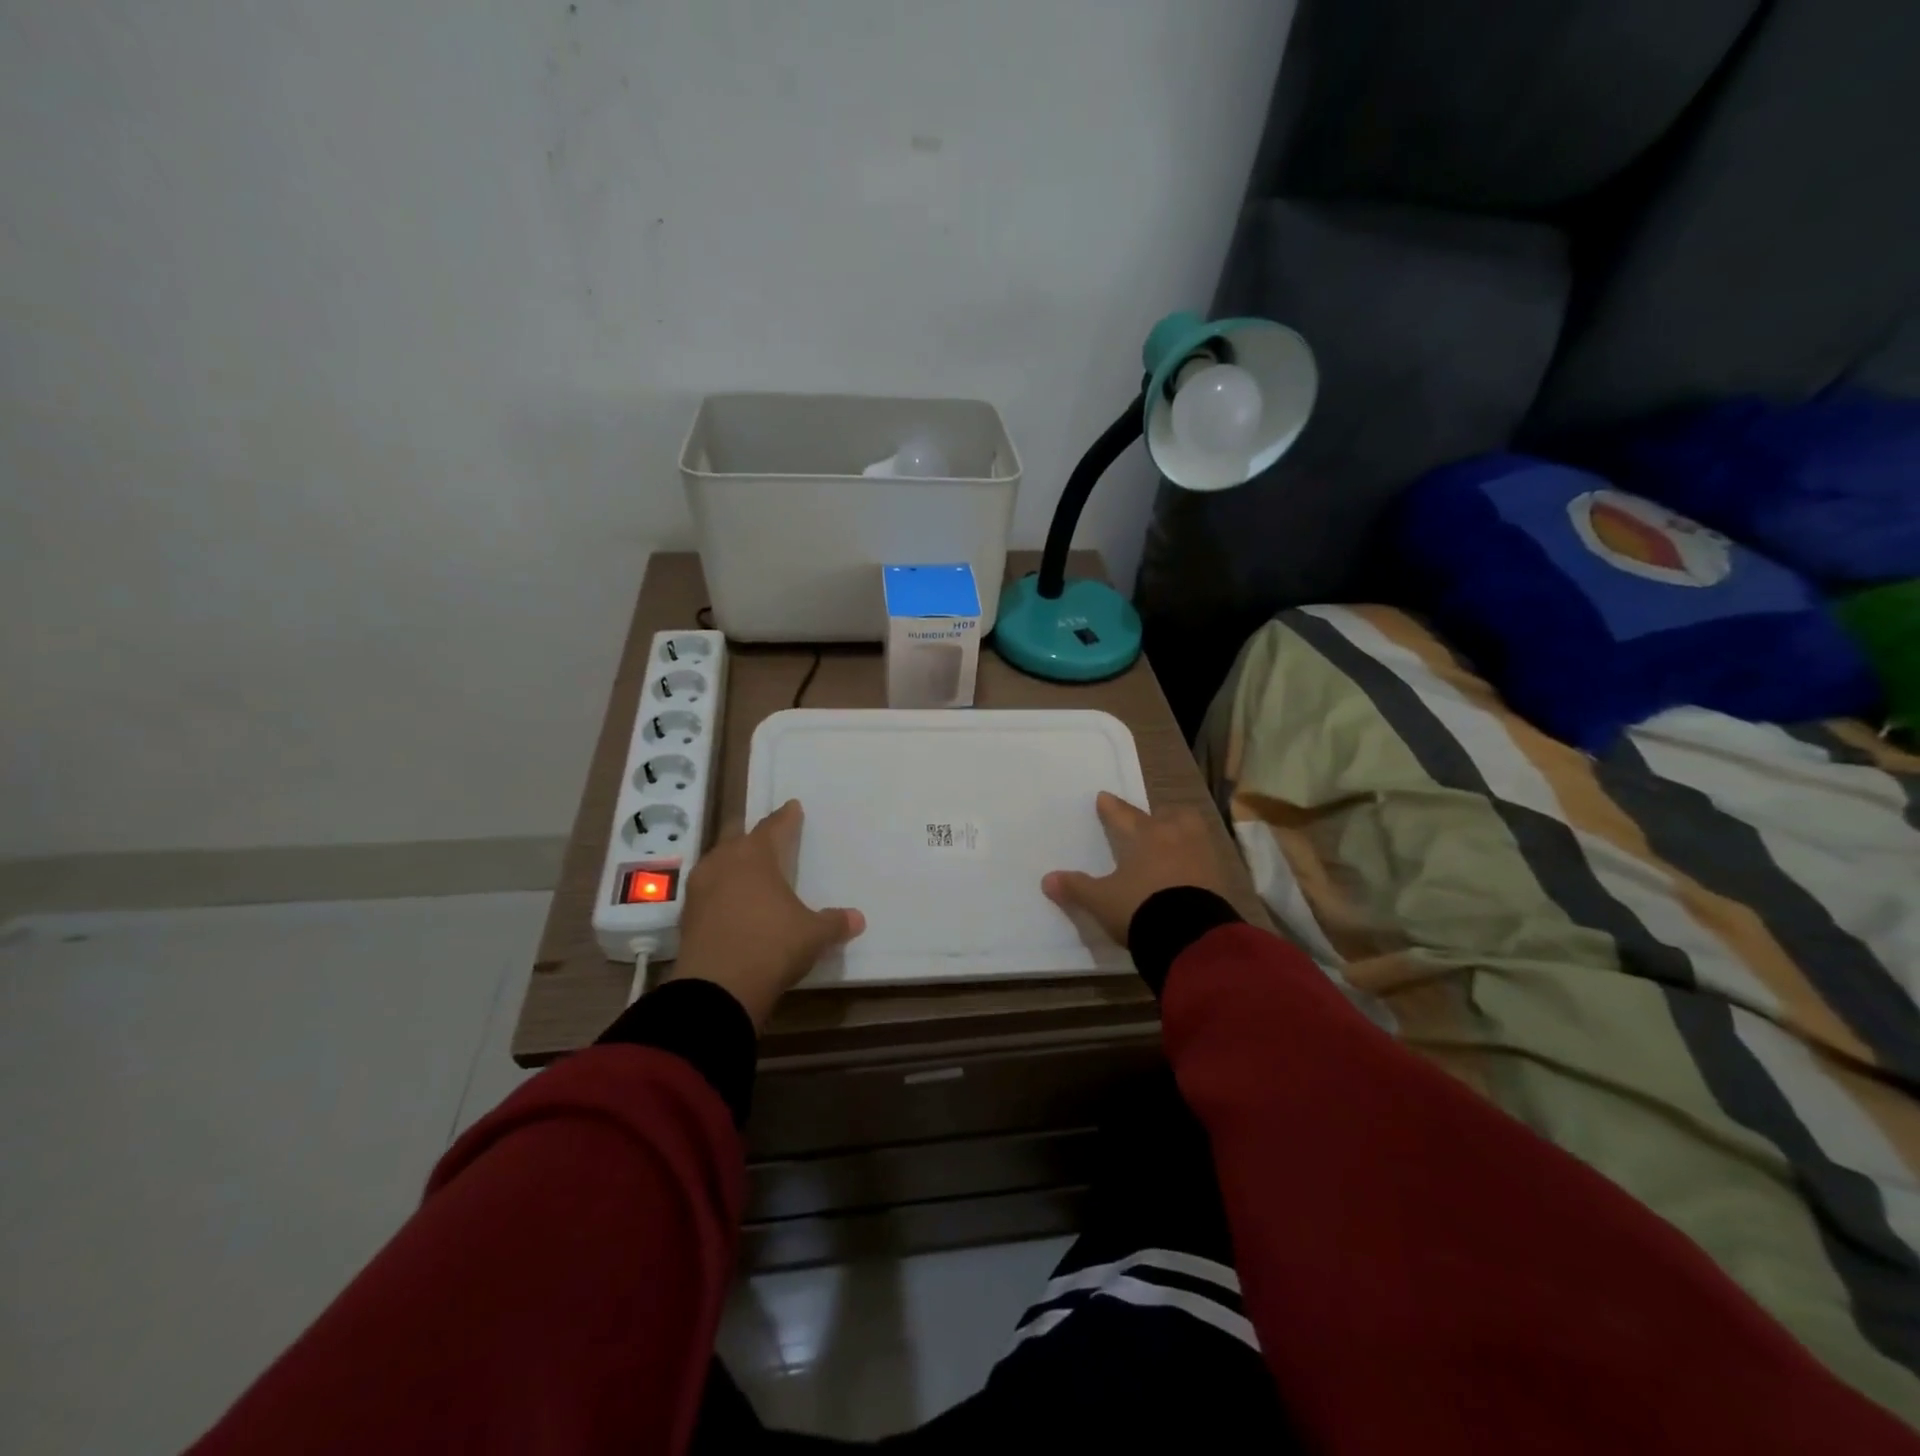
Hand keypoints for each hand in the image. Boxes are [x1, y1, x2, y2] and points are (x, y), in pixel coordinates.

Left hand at [668, 800, 863, 1028]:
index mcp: (756, 855)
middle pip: (737, 836)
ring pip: (717, 862)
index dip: (786, 818)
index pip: (774, 827)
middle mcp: (724, 862)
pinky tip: (730, 903)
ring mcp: (700, 888)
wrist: (716, 989)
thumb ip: (833, 922)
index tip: (793, 807)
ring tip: (747, 870)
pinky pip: (707, 891)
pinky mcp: (687, 916)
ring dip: (731, 862)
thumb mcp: (812, 935)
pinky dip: (720, 891)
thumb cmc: (772, 945)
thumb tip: (857, 919)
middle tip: (765, 836)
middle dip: (751, 834)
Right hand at [1042, 792, 1238, 944]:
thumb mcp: (1102, 901)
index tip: (1103, 797)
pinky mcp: (1221, 877)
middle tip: (1150, 821)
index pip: (1123, 815)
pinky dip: (1196, 859)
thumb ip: (1077, 888)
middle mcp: (1175, 836)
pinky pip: (1206, 858)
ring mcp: (1202, 855)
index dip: (1111, 807)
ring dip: (1181, 832)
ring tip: (1173, 842)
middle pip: (1168, 814)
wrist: (1191, 935)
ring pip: (1192, 830)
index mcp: (1144, 836)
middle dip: (1158, 815)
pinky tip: (1189, 871)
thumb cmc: (1140, 908)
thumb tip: (1047, 879)